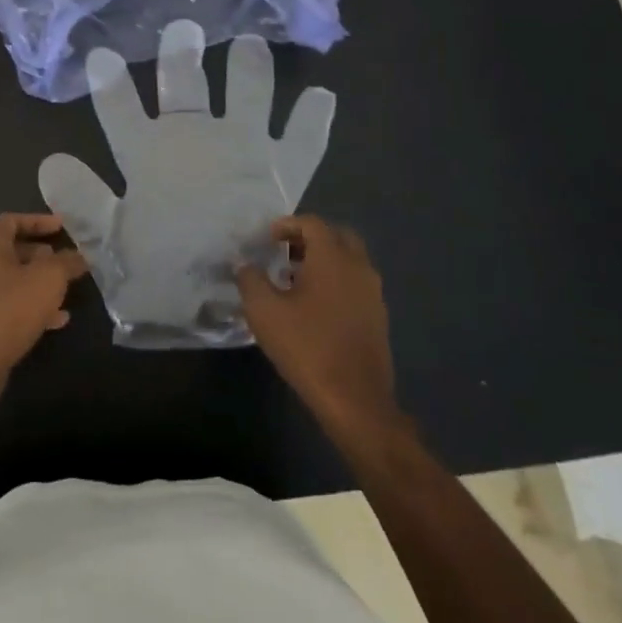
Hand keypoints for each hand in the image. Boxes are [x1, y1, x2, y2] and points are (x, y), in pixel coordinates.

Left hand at [0, 214, 87, 391]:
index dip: (37, 220)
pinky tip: (55, 322)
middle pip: (10, 252)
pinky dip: (30, 309)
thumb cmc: (10, 309)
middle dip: (40, 256)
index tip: (61, 227)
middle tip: (63, 262)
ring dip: (38, 285)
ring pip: (11, 283)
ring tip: (64, 294)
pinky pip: (7, 308)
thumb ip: (66, 263)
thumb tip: (79, 256)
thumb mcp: (49, 279)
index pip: (11, 221)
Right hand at [236, 216, 397, 434]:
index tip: (267, 239)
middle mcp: (358, 267)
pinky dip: (336, 282)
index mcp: (333, 257)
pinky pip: (356, 284)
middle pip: (337, 236)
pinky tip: (314, 306)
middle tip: (284, 252)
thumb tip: (243, 263)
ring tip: (294, 280)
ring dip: (324, 261)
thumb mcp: (264, 311)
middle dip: (310, 238)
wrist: (354, 398)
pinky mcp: (378, 317)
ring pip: (349, 261)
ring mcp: (373, 292)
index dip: (287, 225)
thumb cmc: (306, 346)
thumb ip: (250, 279)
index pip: (312, 224)